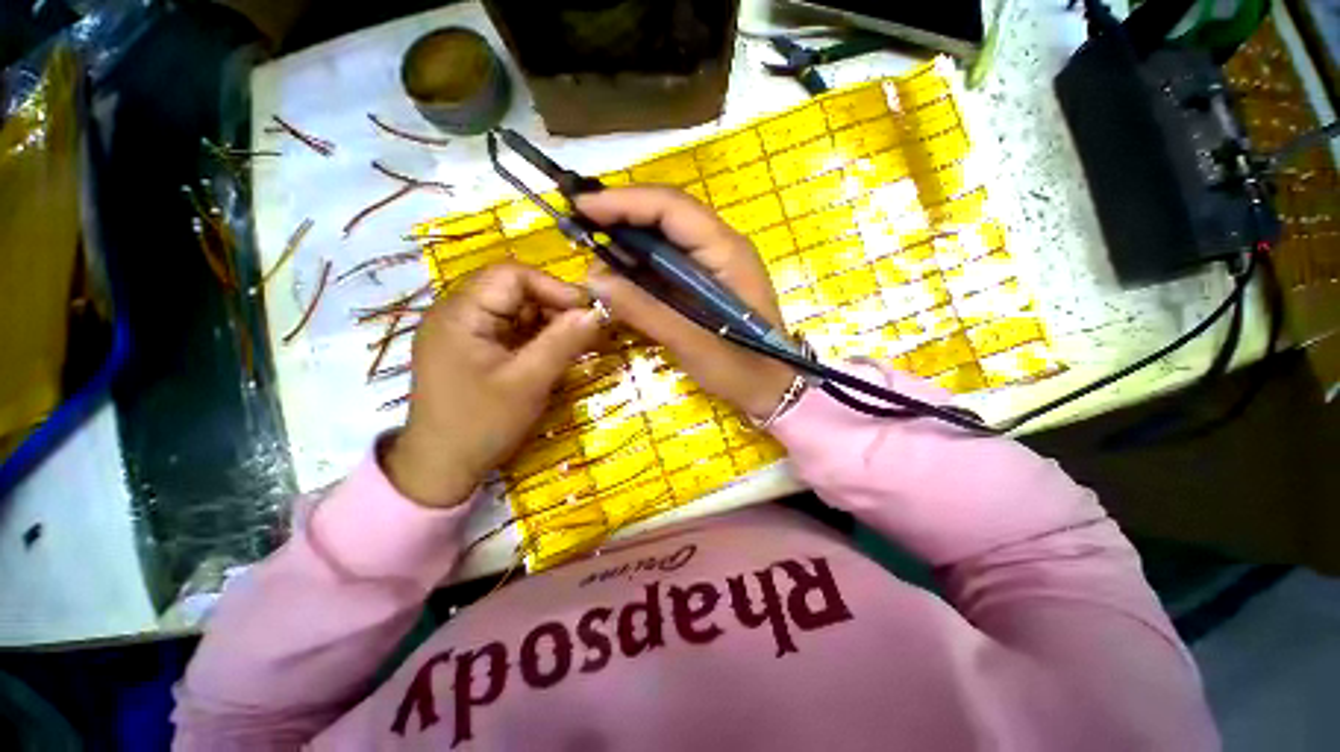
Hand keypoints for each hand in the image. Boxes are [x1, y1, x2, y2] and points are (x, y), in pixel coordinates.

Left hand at [385, 263, 601, 506]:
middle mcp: (457, 313)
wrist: (442, 467)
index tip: (587, 313)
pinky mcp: (472, 348)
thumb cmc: (482, 424)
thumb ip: (563, 343)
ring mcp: (464, 331)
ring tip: (573, 346)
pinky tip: (552, 355)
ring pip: (516, 310)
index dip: (554, 288)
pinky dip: (536, 338)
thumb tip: (597, 313)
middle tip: (585, 333)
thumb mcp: (529, 383)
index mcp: (461, 313)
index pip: (512, 275)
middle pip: (514, 290)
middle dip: (554, 308)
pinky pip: (510, 330)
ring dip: (548, 324)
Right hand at [576, 186, 795, 417]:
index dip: (625, 202)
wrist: (770, 388)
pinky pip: (669, 261)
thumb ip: (644, 309)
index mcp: (726, 251)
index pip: (671, 207)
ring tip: (594, 251)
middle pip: (667, 214)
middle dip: (622, 216)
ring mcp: (715, 262)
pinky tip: (620, 273)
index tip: (582, 209)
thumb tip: (594, 278)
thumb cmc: (740, 368)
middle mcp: (721, 246)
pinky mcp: (707, 280)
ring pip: (665, 236)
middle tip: (580, 228)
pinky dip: (641, 263)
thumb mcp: (690, 342)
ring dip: (629, 240)